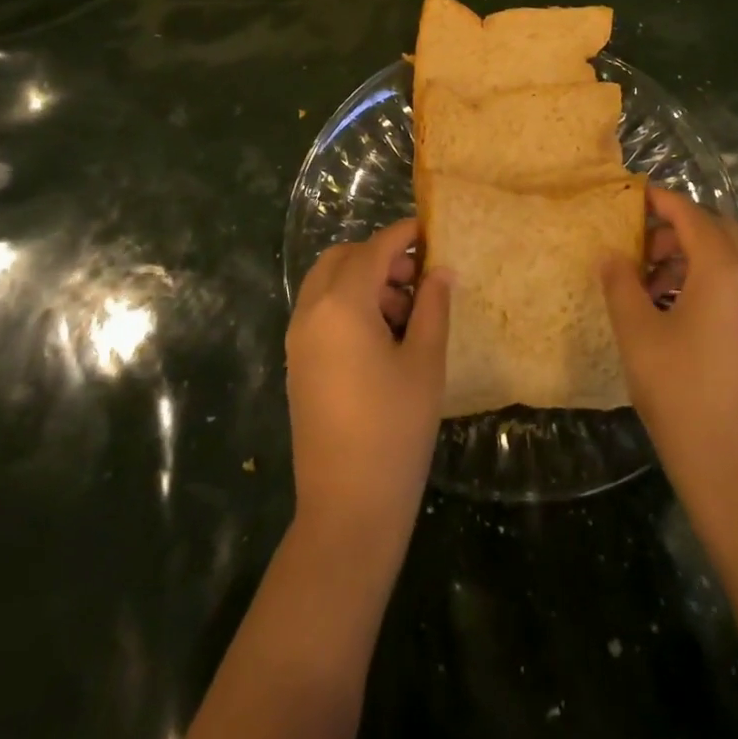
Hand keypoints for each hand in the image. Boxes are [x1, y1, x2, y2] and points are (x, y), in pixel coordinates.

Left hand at [286, 221, 450, 553]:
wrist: (347, 509)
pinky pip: (320, 313)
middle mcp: (311, 313)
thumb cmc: (395, 430)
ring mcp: (298, 340)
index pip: (374, 250)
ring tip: (406, 312)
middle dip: (379, 257)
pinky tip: (382, 337)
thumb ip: (433, 307)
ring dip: (363, 281)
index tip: (430, 230)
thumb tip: (440, 270)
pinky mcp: (298, 364)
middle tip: (417, 277)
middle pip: (342, 259)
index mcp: (341, 305)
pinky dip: (348, 305)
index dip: (403, 235)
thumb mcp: (424, 362)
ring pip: (328, 285)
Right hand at [600, 185, 737, 532]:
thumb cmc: (682, 399)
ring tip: (654, 285)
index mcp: (724, 274)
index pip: (693, 216)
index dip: (662, 201)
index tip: (634, 196)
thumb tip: (612, 255)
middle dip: (682, 229)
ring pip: (735, 262)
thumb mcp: (638, 337)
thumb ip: (620, 286)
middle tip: (643, 247)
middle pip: (721, 232)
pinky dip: (714, 284)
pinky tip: (681, 318)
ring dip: (697, 258)